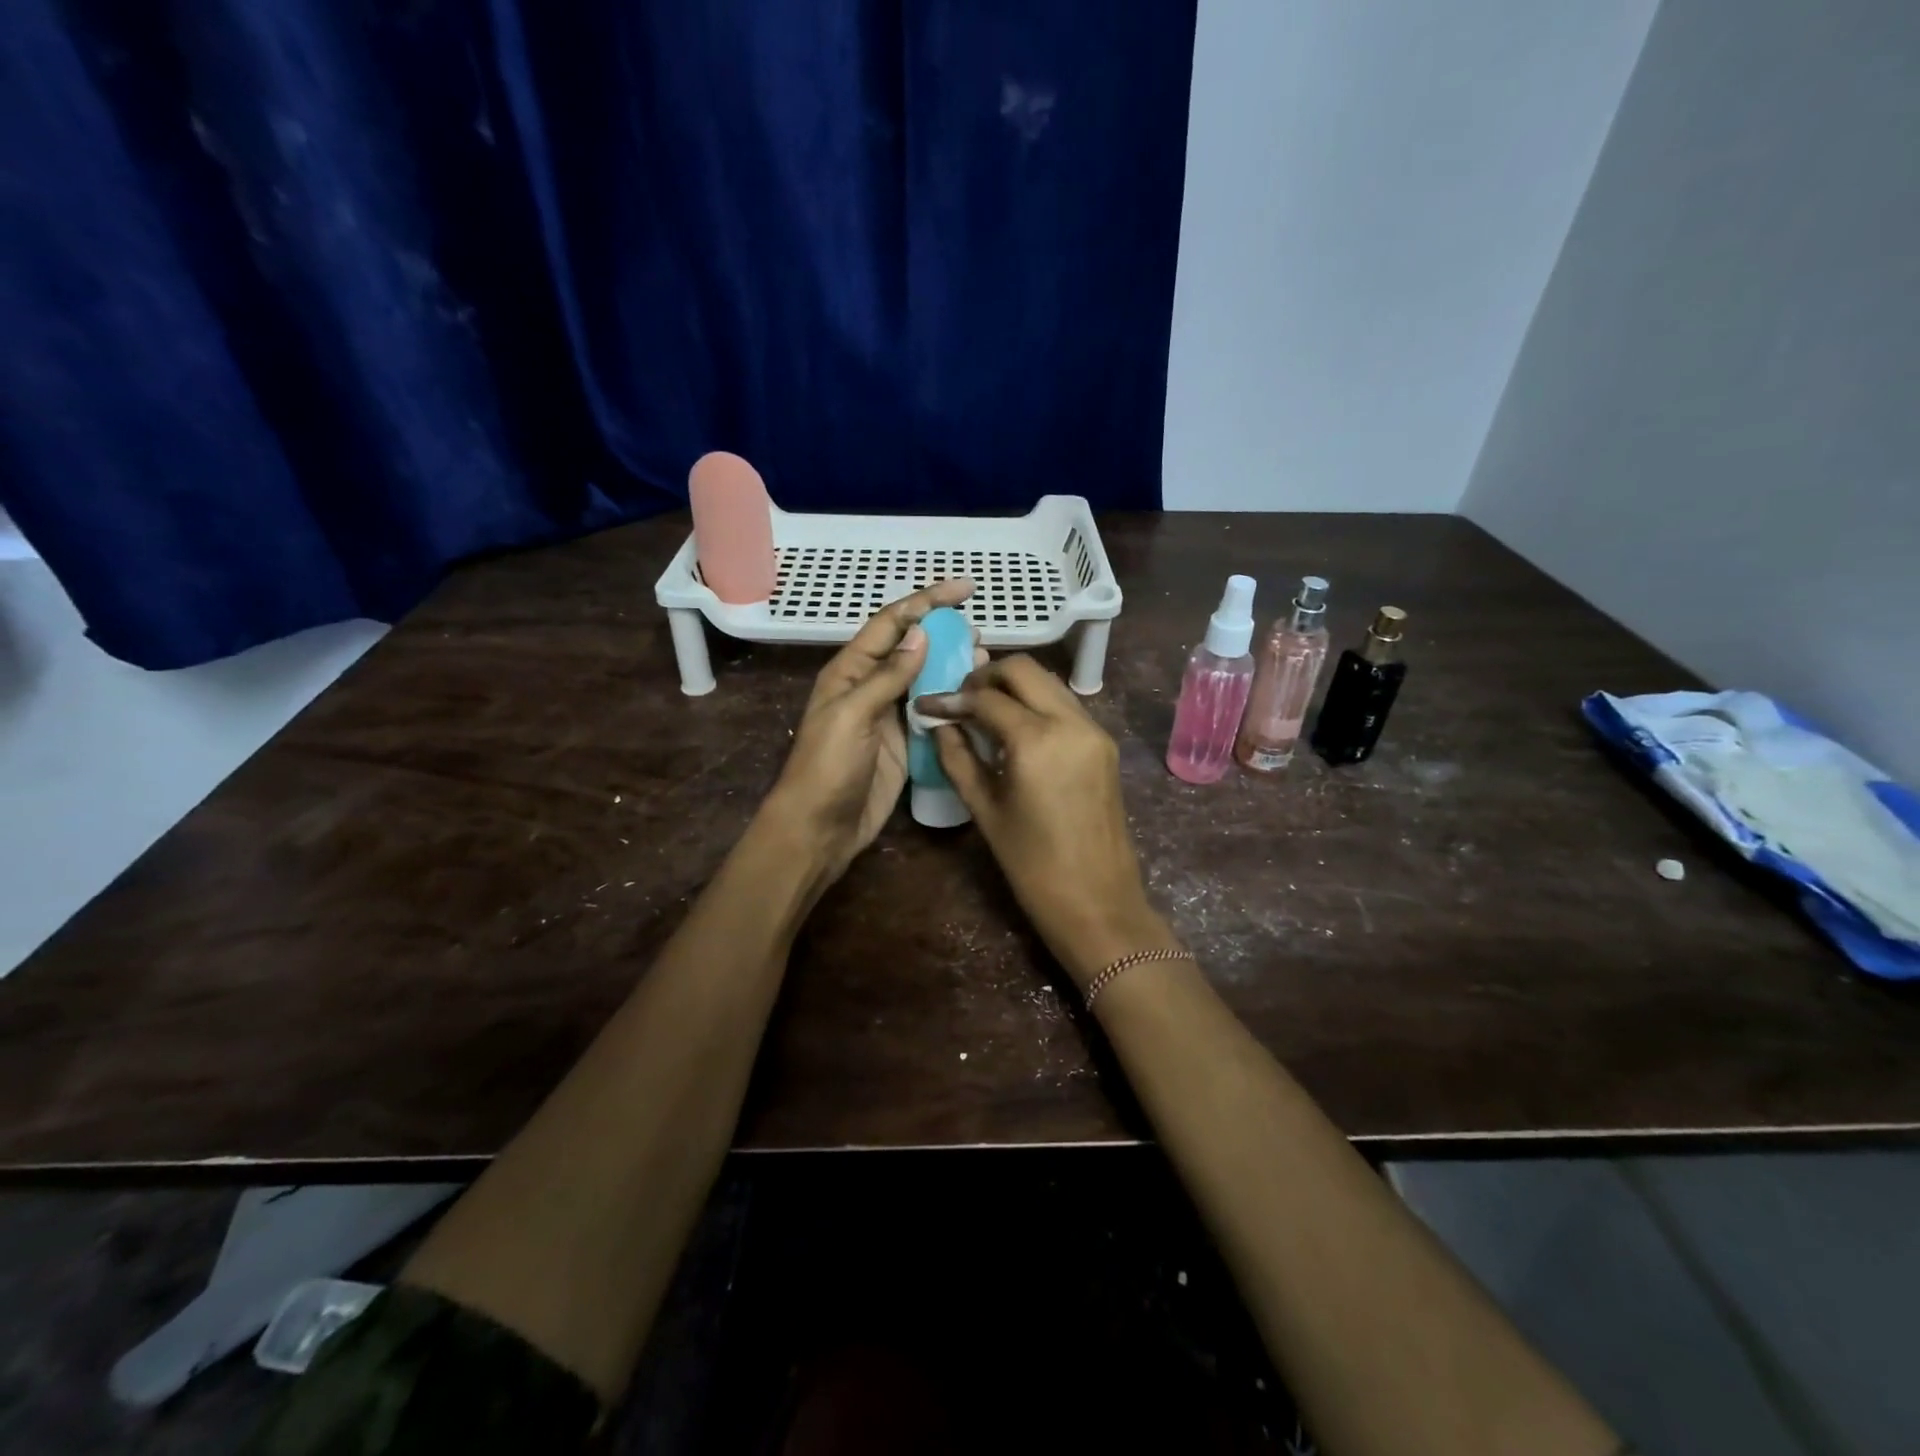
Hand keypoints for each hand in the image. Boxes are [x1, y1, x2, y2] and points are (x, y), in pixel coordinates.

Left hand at [766, 579, 976, 881]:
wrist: (820, 828)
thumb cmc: (828, 767)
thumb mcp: (852, 715)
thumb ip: (887, 676)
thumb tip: (921, 635)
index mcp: (851, 670)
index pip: (892, 623)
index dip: (927, 601)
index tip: (965, 588)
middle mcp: (871, 686)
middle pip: (912, 647)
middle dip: (944, 632)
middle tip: (980, 631)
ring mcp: (890, 716)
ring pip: (927, 679)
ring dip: (953, 666)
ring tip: (985, 657)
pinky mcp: (906, 743)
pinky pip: (933, 712)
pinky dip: (954, 701)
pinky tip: (977, 697)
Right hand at [921, 656, 1174, 987]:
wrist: (1098, 901)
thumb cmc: (1032, 865)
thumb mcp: (985, 810)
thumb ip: (958, 759)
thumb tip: (940, 725)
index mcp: (1036, 739)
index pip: (985, 698)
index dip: (951, 699)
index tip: (927, 705)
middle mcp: (1070, 721)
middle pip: (1024, 670)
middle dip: (986, 677)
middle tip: (961, 701)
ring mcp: (1094, 730)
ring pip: (1049, 682)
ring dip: (1015, 687)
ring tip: (984, 712)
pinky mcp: (1105, 744)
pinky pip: (1066, 705)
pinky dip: (1037, 703)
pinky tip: (1016, 729)